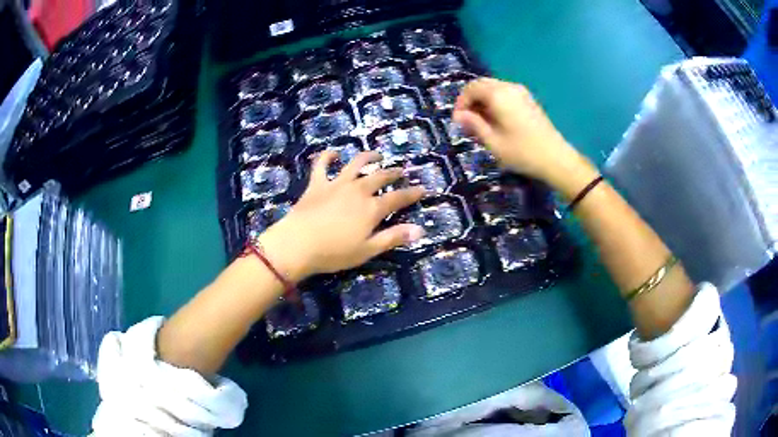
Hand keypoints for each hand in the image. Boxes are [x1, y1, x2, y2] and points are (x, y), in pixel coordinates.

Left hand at [258, 151, 424, 281]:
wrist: (297, 244)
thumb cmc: (334, 253)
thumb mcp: (367, 250)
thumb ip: (393, 237)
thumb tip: (420, 230)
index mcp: (371, 208)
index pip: (398, 198)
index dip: (412, 193)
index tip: (422, 189)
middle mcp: (357, 190)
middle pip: (380, 177)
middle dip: (393, 173)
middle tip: (401, 171)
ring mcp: (336, 184)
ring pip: (356, 164)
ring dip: (368, 157)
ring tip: (376, 155)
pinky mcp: (317, 184)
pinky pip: (322, 164)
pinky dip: (328, 156)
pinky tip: (334, 153)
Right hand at [453, 78, 590, 186]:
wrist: (556, 159)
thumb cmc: (522, 152)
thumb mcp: (493, 142)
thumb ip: (474, 125)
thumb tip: (458, 115)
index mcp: (498, 95)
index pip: (471, 88)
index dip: (460, 103)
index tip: (458, 121)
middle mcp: (509, 87)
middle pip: (482, 85)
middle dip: (471, 101)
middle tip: (467, 122)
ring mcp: (521, 92)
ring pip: (493, 88)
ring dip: (482, 102)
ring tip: (481, 124)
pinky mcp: (528, 100)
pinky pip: (504, 94)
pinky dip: (495, 103)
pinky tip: (496, 121)